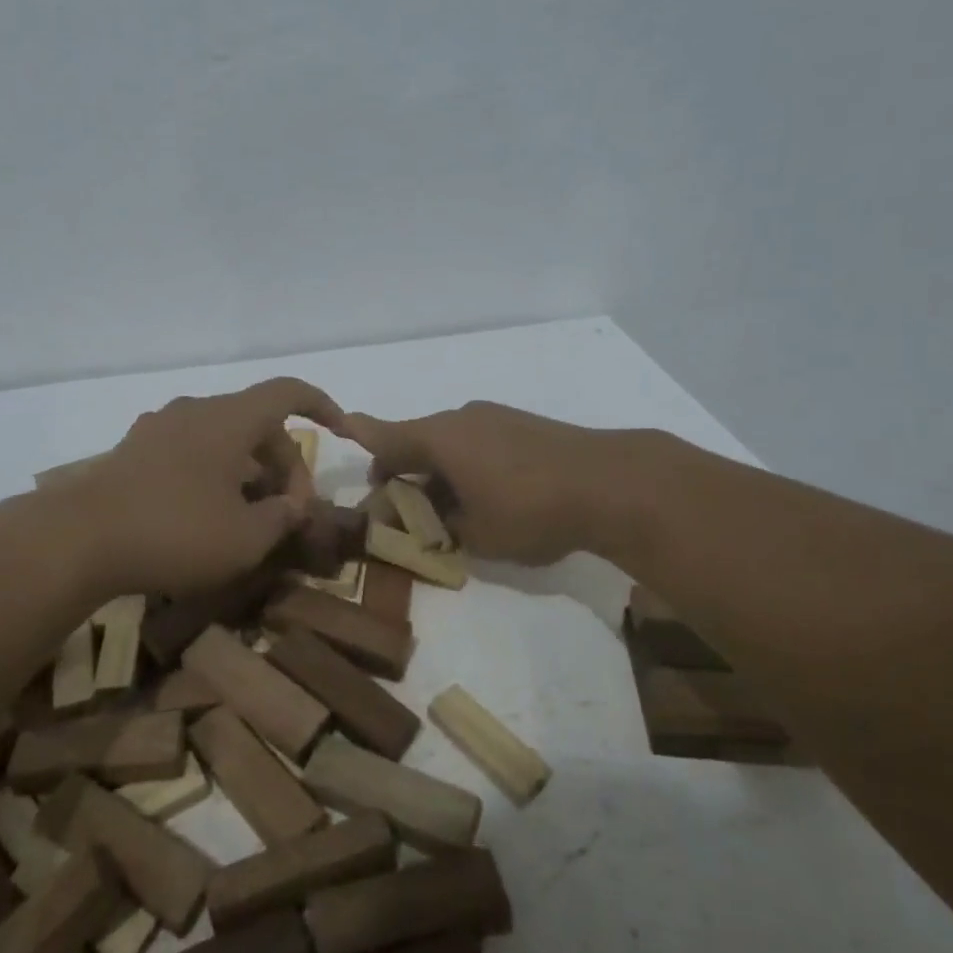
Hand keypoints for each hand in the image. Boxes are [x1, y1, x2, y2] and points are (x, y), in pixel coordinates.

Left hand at [67, 377, 346, 597]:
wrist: (77, 539)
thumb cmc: (175, 532)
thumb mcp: (245, 538)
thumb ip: (282, 517)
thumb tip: (294, 505)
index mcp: (230, 418)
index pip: (289, 392)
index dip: (323, 406)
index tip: (342, 432)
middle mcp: (197, 411)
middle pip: (258, 422)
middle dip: (285, 462)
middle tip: (291, 511)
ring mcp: (161, 428)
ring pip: (224, 437)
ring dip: (250, 469)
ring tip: (253, 516)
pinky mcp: (135, 450)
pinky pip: (193, 450)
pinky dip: (216, 472)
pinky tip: (209, 513)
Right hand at [343, 401, 638, 565]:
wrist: (611, 482)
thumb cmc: (530, 510)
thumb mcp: (476, 534)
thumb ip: (442, 527)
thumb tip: (429, 520)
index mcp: (439, 438)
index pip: (385, 436)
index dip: (361, 436)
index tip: (341, 429)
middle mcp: (461, 418)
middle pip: (417, 440)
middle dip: (403, 471)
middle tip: (403, 509)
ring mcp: (495, 418)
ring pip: (450, 442)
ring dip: (438, 470)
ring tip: (450, 509)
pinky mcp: (523, 424)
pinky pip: (478, 441)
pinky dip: (467, 463)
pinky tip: (487, 493)